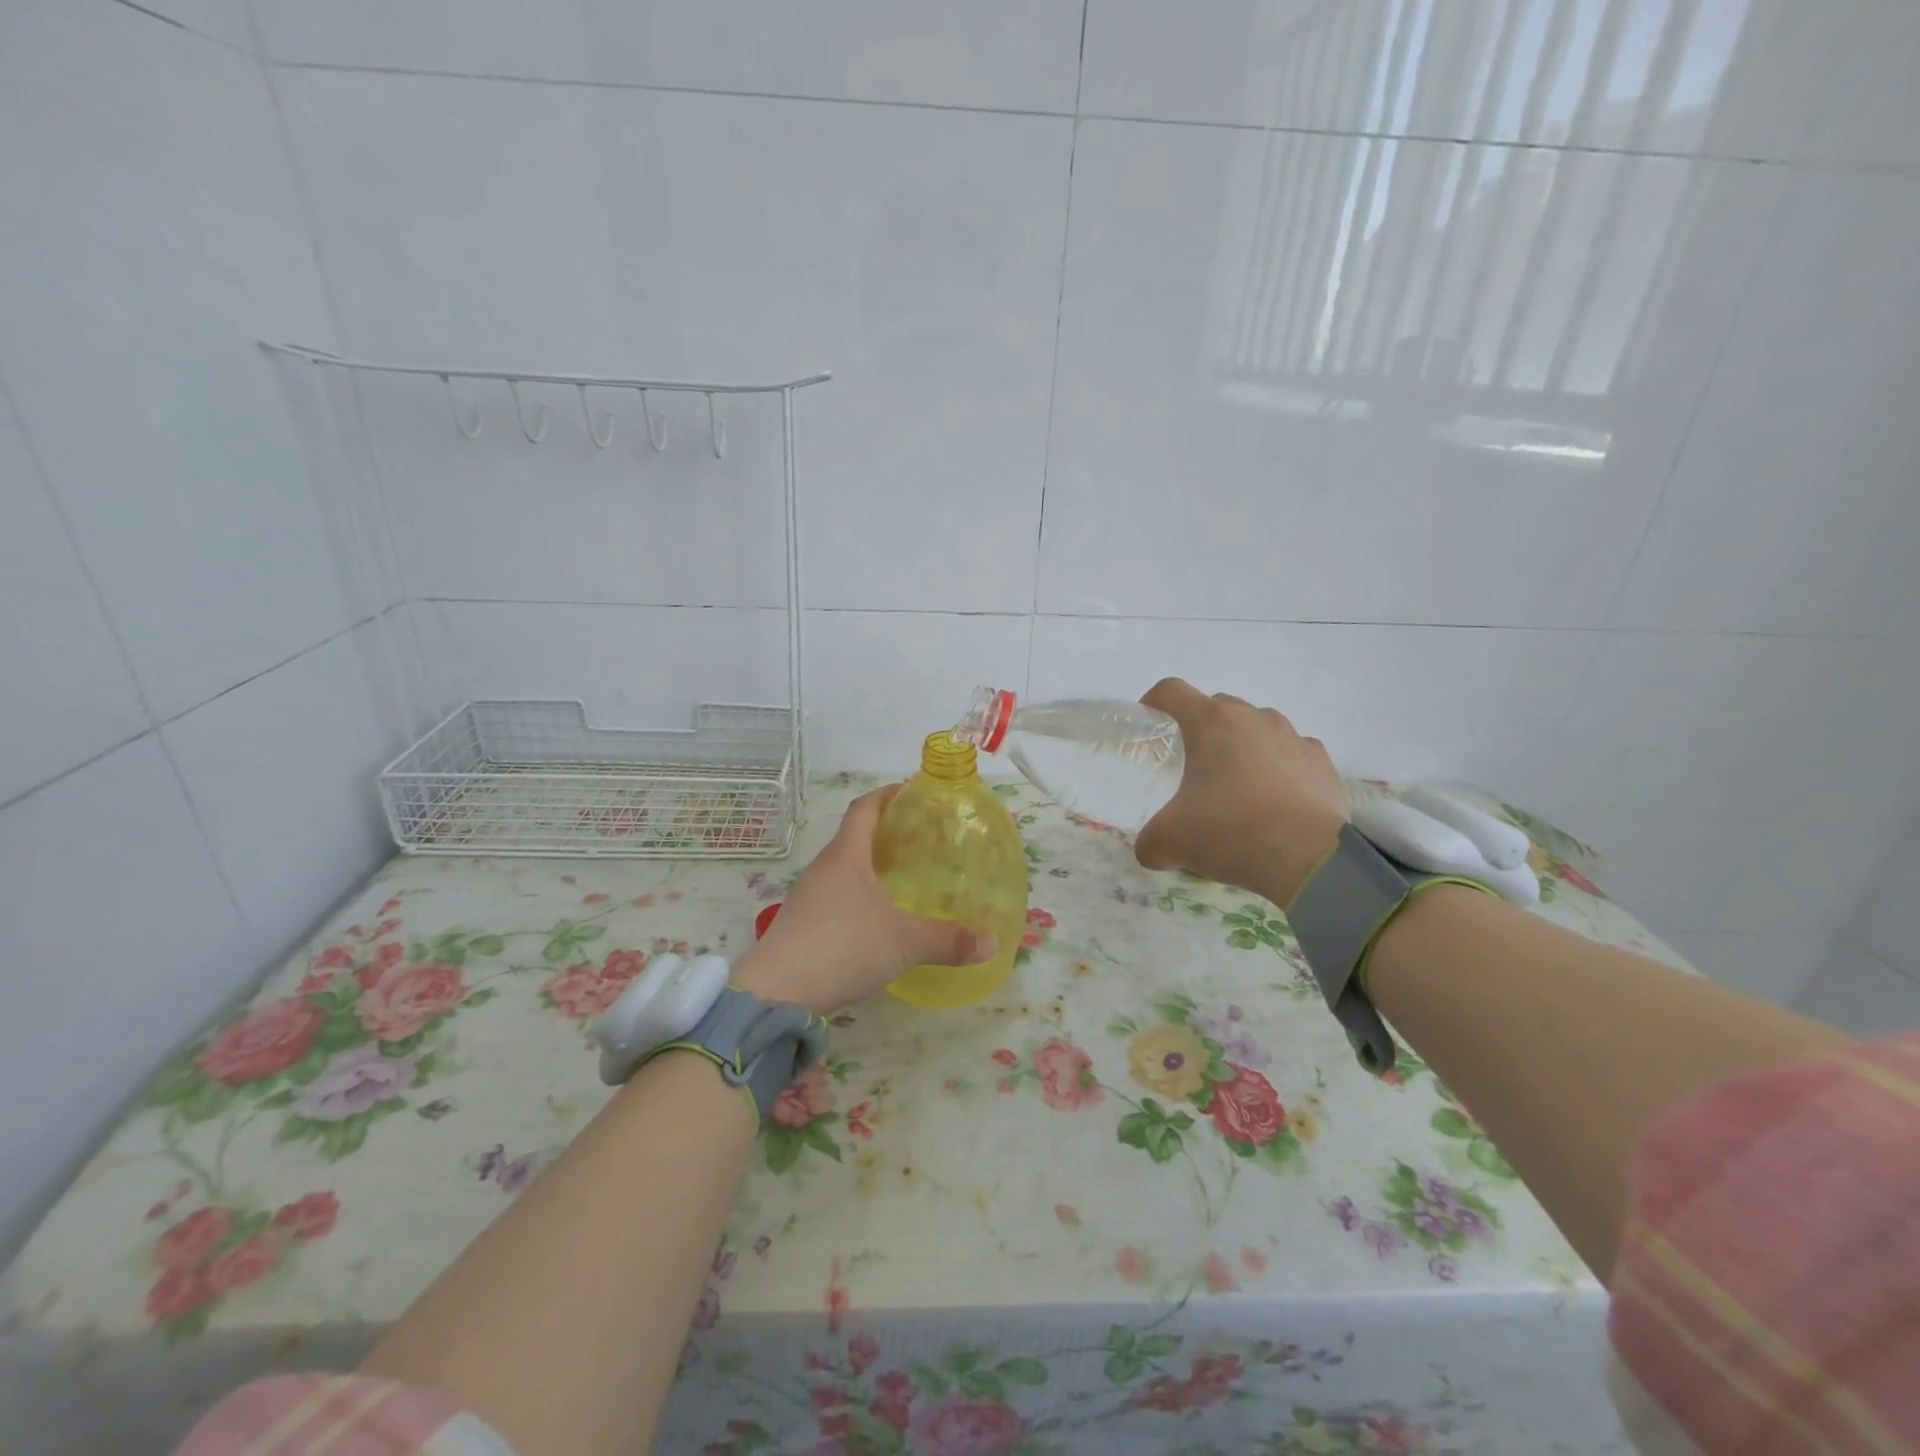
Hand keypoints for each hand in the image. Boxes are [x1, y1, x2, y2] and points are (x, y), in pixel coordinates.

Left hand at [730, 786, 996, 1014]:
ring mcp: (807, 896)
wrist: (776, 993)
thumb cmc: (842, 947)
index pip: (864, 808)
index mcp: (846, 856)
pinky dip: (857, 892)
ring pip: (843, 867)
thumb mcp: (903, 943)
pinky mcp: (800, 923)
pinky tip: (875, 916)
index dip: (887, 795)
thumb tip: (991, 942)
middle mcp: (823, 868)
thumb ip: (948, 941)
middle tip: (919, 838)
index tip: (910, 791)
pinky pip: (834, 894)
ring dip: (869, 864)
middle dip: (884, 831)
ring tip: (902, 875)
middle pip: (853, 836)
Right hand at [1134, 678, 1348, 907]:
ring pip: (1257, 728)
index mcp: (1211, 723)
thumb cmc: (1231, 831)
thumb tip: (1150, 851)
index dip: (1153, 702)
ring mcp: (1293, 737)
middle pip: (1216, 708)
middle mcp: (1254, 718)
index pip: (1171, 691)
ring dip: (1242, 747)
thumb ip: (1150, 842)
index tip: (1149, 725)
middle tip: (1191, 767)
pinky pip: (1292, 753)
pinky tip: (1275, 800)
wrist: (1310, 859)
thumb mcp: (1171, 841)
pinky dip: (1279, 768)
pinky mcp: (1322, 762)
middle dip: (1200, 731)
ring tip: (1237, 787)